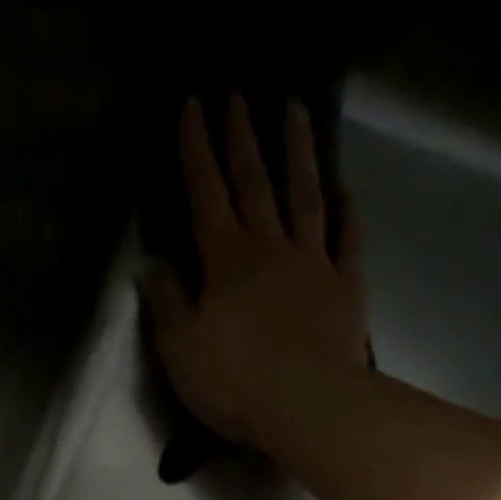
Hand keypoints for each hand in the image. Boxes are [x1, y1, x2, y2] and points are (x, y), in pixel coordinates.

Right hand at [142, 95, 370, 451]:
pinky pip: (348, 241)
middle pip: (254, 183)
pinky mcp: (347, 290)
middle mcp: (270, 248)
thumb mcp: (180, 350)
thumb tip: (152, 267)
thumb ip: (165, 304)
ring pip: (305, 197)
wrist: (309, 406)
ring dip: (297, 153)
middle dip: (242, 138)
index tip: (191, 104)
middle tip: (238, 94)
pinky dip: (346, 213)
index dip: (195, 149)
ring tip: (295, 110)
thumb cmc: (235, 382)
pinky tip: (345, 190)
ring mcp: (314, 265)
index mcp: (225, 260)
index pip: (205, 193)